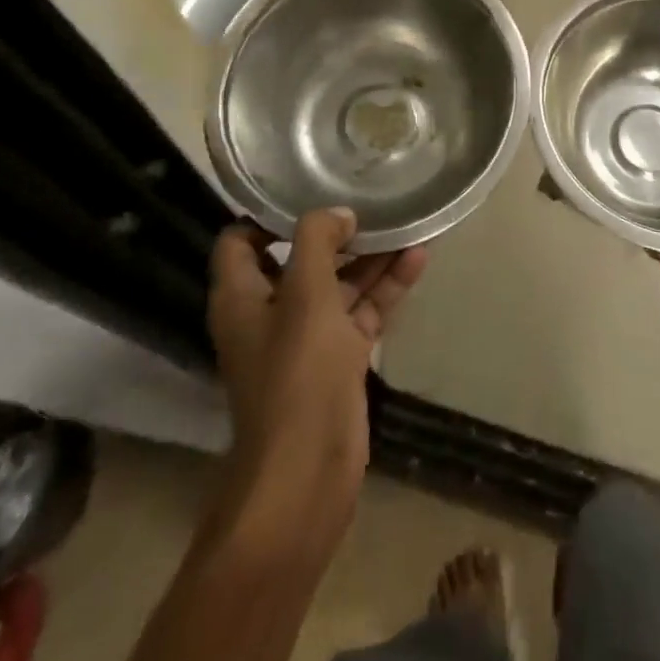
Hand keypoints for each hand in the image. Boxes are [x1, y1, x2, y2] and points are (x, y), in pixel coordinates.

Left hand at [207, 209, 426, 531]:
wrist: (308, 471)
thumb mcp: (306, 294)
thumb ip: (318, 241)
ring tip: (407, 220)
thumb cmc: (297, 373)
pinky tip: (418, 258)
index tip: (311, 189)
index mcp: (242, 296)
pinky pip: (362, 310)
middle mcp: (269, 312)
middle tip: (371, 199)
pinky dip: (385, 287)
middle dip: (335, 230)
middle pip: (299, 257)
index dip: (270, 214)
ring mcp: (306, 337)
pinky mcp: (338, 358)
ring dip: (369, 255)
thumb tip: (338, 214)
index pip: (241, 240)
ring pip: (338, 283)